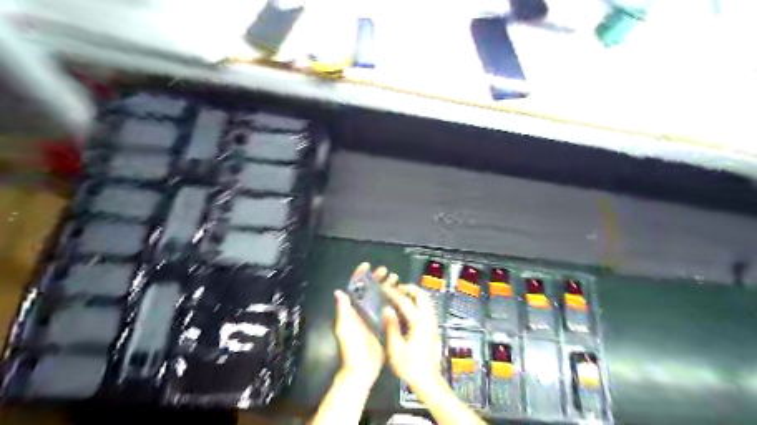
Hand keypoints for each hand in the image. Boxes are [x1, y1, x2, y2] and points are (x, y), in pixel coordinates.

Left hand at [333, 263, 397, 382]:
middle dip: (376, 278)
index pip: (355, 288)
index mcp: (352, 309)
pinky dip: (392, 300)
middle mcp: (362, 310)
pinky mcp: (382, 324)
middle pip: (369, 290)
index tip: (366, 265)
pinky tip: (399, 295)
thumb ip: (343, 310)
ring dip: (386, 286)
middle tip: (385, 271)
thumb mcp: (344, 328)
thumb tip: (339, 291)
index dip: (359, 275)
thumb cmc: (351, 347)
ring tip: (395, 279)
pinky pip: (387, 308)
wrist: (362, 368)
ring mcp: (373, 316)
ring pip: (379, 297)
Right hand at [381, 283, 444, 393]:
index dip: (393, 293)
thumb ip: (391, 327)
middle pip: (421, 295)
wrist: (428, 380)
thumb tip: (386, 309)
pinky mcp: (433, 327)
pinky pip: (427, 307)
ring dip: (415, 294)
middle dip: (409, 288)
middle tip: (396, 288)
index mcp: (418, 322)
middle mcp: (428, 319)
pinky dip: (419, 301)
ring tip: (401, 295)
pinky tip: (409, 308)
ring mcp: (433, 323)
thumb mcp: (395, 349)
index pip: (405, 301)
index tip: (383, 287)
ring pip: (427, 300)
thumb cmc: (410, 366)